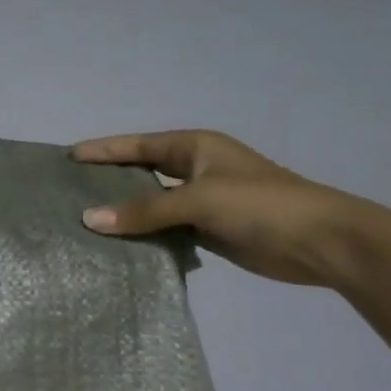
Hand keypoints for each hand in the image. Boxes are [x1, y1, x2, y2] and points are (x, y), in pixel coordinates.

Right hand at [70, 130, 374, 286]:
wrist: (322, 242)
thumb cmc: (261, 206)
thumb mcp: (199, 200)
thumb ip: (144, 210)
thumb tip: (89, 218)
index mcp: (197, 148)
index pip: (139, 145)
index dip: (105, 149)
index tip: (69, 156)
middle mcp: (197, 170)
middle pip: (143, 172)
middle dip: (109, 180)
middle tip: (69, 190)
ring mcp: (203, 201)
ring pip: (152, 204)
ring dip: (125, 212)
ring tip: (84, 220)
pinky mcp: (209, 230)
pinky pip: (165, 229)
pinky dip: (143, 235)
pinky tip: (117, 245)